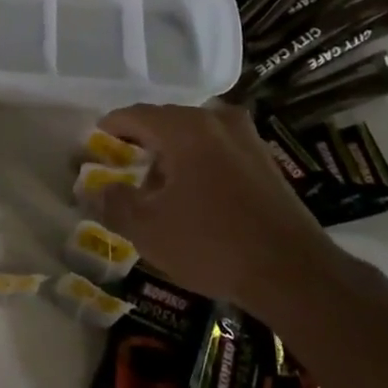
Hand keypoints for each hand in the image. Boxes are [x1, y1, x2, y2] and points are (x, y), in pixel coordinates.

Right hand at [92, 102, 330, 309]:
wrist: (293, 272)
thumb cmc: (212, 244)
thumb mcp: (149, 230)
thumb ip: (115, 203)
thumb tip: (97, 189)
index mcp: (183, 127)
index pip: (134, 115)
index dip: (110, 128)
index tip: (94, 145)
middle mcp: (214, 120)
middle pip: (165, 121)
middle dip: (141, 143)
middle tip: (123, 169)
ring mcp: (245, 137)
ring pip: (194, 135)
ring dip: (172, 155)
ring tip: (159, 188)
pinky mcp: (265, 159)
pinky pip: (219, 149)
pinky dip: (199, 162)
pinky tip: (196, 196)